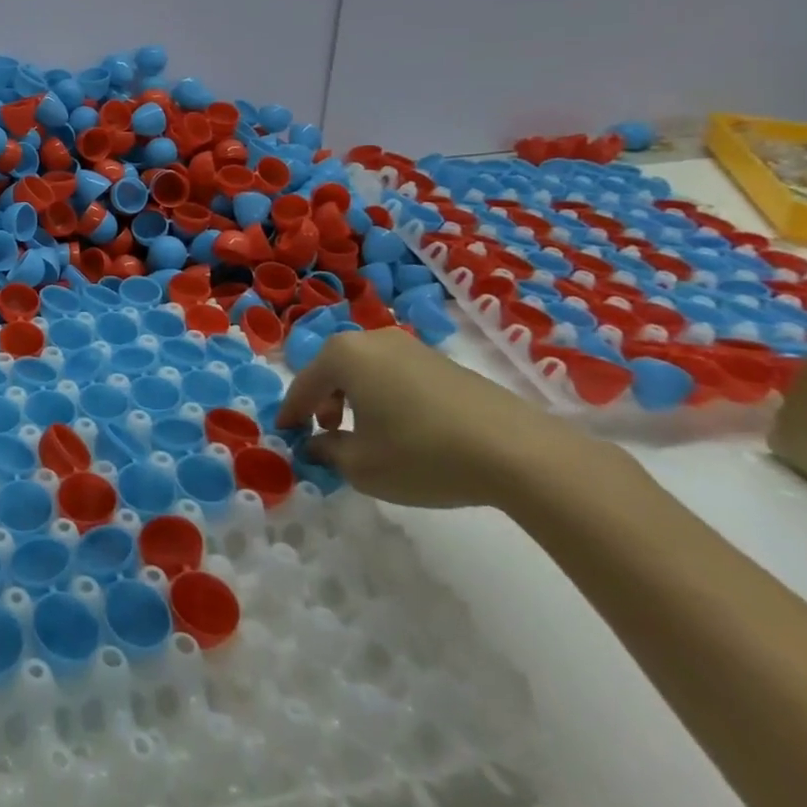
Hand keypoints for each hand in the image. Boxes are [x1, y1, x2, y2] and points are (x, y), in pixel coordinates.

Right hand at [277, 328, 587, 508]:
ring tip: (366, 434)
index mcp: (344, 355)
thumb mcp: (361, 466)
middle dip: (324, 401)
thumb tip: (318, 444)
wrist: (520, 453)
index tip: (286, 433)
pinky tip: (404, 430)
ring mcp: (413, 348)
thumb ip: (327, 452)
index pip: (304, 384)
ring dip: (357, 399)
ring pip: (367, 371)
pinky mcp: (445, 364)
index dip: (292, 412)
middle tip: (326, 432)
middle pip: (335, 370)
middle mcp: (373, 340)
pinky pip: (397, 377)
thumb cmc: (422, 453)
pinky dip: (387, 398)